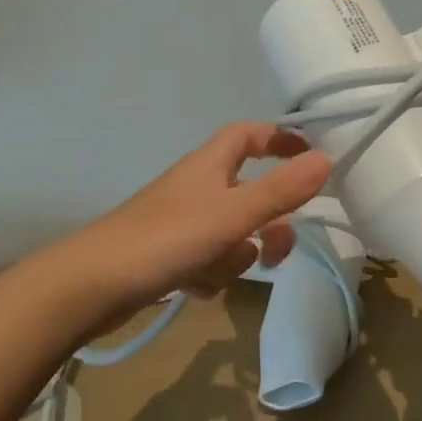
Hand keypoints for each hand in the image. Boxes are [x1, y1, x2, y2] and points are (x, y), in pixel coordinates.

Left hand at [67, 122, 332, 316]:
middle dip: (267, 223)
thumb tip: (327, 159)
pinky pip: (208, 259)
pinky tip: (192, 286)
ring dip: (234, 255)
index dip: (280, 140)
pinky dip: (209, 273)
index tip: (311, 157)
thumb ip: (281, 190)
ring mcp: (181, 222)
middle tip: (274, 249)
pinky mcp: (168, 254)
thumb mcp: (232, 215)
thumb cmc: (167, 238)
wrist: (93, 285)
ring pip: (231, 233)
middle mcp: (197, 186)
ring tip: (215, 270)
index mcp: (211, 164)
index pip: (250, 134)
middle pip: (249, 193)